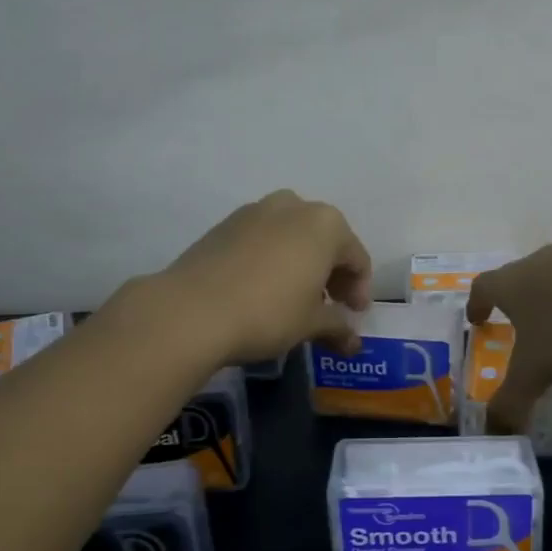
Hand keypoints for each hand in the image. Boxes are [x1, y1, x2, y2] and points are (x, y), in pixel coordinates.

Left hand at [162, 191, 372, 364]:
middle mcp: (294, 206)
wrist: (191, 310)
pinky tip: (263, 288)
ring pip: (292, 236)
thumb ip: (337, 327)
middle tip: (329, 306)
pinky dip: (272, 259)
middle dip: (331, 274)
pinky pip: (262, 239)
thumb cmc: (267, 313)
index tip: (353, 316)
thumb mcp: (310, 324)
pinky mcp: (225, 224)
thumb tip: (353, 343)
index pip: (356, 258)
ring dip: (301, 263)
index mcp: (326, 224)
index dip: (359, 290)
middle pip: (325, 241)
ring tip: (295, 298)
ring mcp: (256, 211)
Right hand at [467, 238, 551, 433]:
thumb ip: (512, 400)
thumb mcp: (537, 371)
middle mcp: (538, 263)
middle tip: (518, 323)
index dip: (476, 304)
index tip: (477, 319)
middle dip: (515, 300)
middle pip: (518, 276)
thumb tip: (493, 430)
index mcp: (511, 284)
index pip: (483, 288)